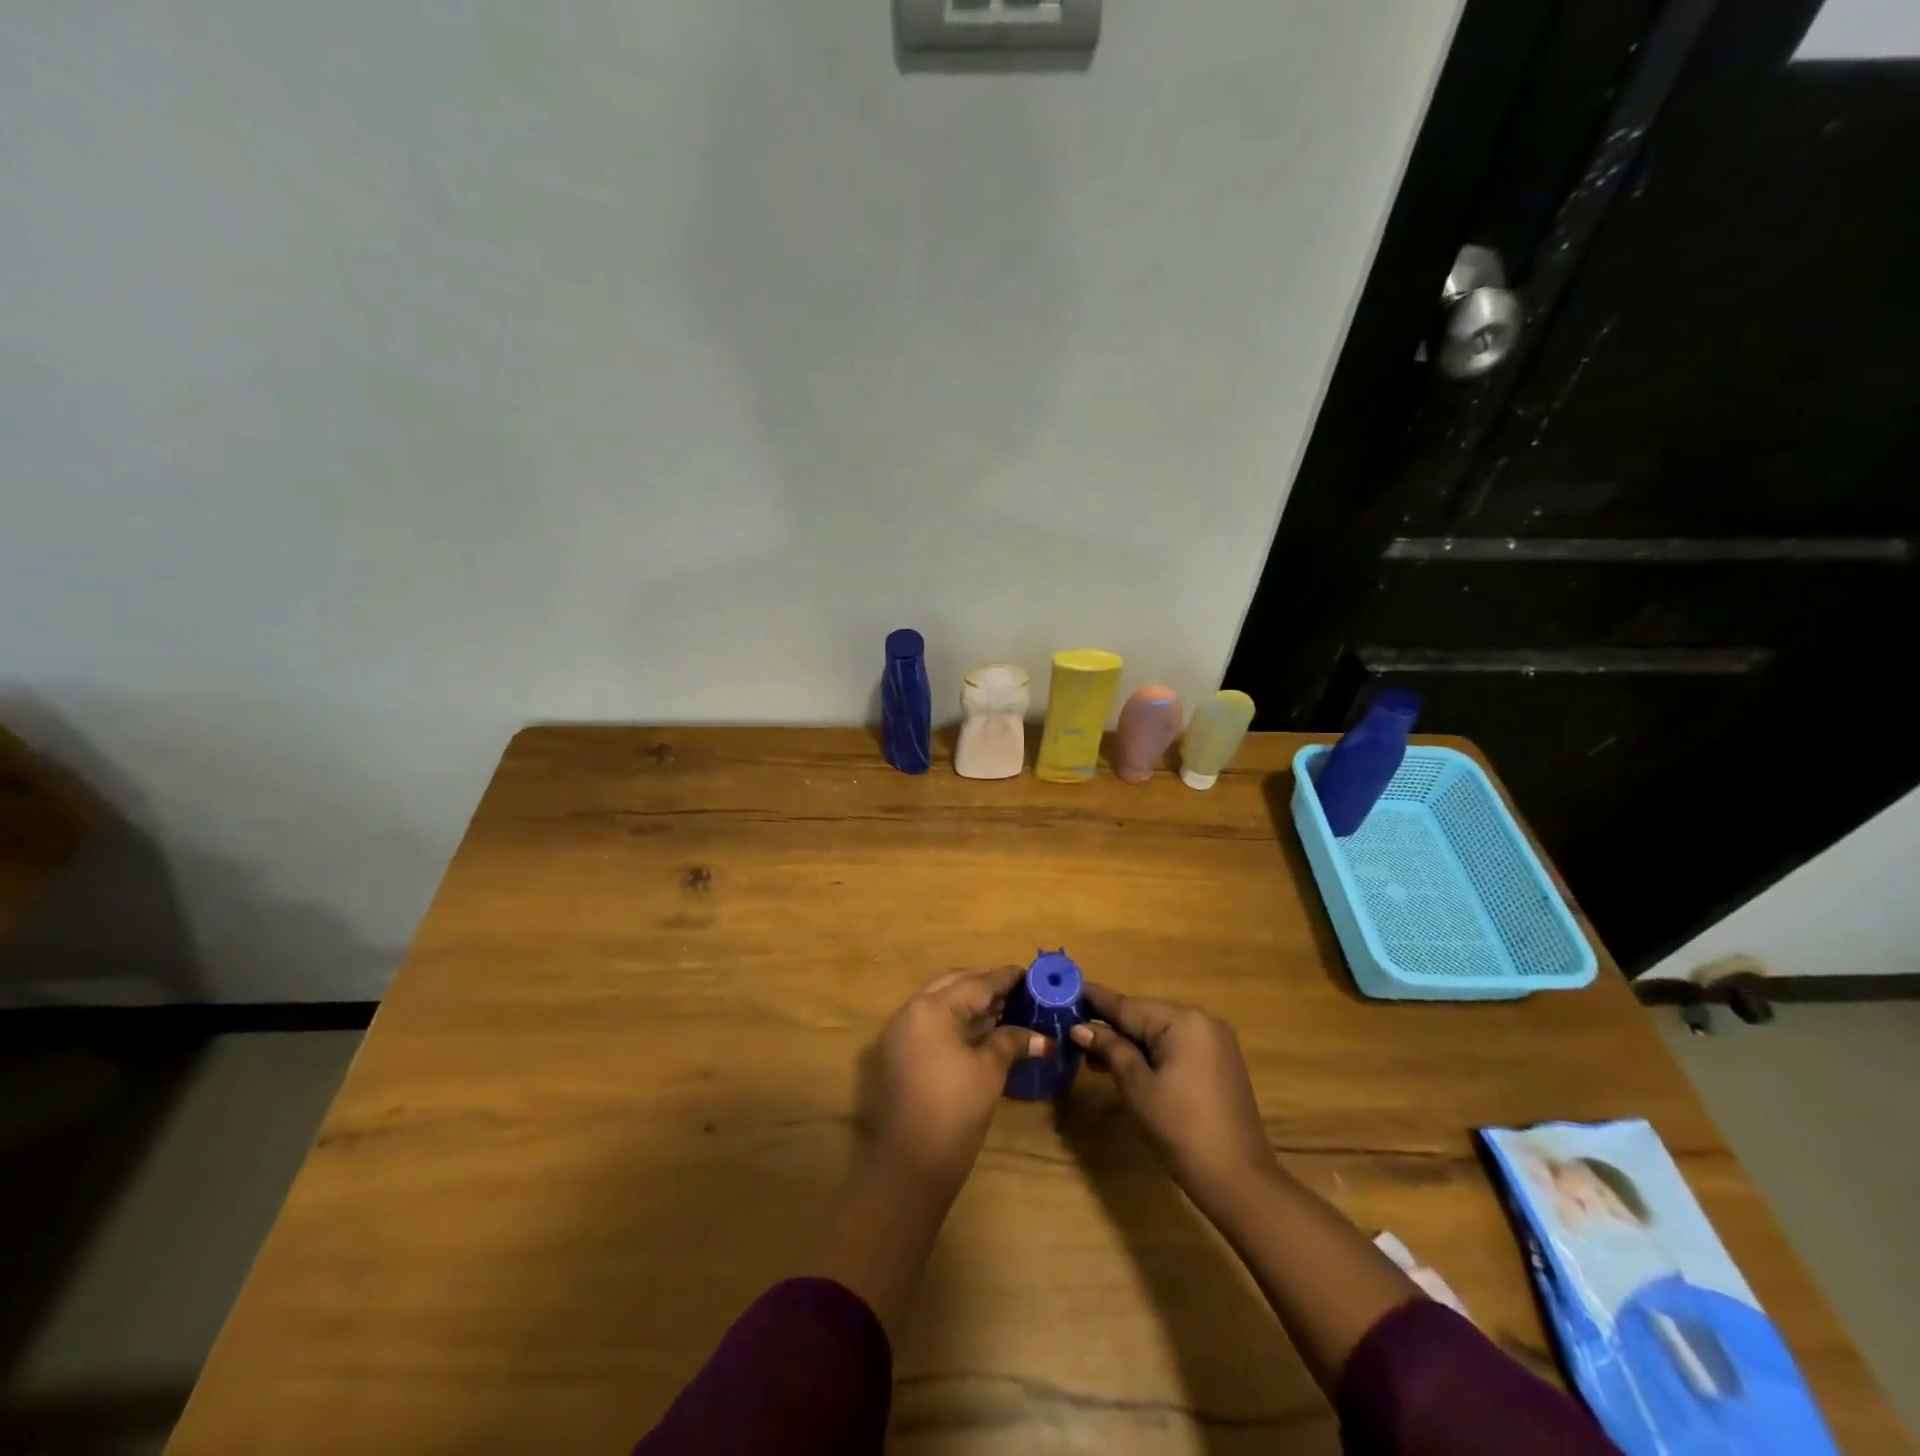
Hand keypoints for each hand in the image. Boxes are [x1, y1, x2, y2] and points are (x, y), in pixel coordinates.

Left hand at [865, 967, 1050, 1194]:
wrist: (909, 1165)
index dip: (1005, 978)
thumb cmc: (954, 1111)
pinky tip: (985, 1031)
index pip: (976, 983)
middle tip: (1020, 991)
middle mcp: (912, 1011)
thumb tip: (1043, 1038)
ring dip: (973, 1005)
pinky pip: (934, 1024)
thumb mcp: (989, 1071)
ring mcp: (902, 1033)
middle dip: (987, 986)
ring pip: (943, 1005)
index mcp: (931, 1007)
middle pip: (956, 987)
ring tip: (1008, 1008)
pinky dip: (959, 1022)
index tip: (1031, 973)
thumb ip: (1012, 1041)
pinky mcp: (901, 1055)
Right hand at [1070, 985, 1276, 1208]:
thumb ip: (1110, 1049)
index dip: (1095, 1000)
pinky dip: (1151, 1054)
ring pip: (1160, 1033)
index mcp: (1183, 1021)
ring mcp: (1215, 1043)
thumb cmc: (1180, 1129)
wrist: (1238, 1180)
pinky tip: (1127, 1066)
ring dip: (1129, 1042)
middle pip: (1145, 1016)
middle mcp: (1202, 1022)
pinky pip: (1176, 1047)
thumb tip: (1080, 1027)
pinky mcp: (1219, 1064)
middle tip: (1072, 1032)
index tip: (1067, 989)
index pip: (1128, 1005)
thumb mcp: (1136, 1087)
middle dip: (1110, 1026)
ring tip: (1092, 1056)